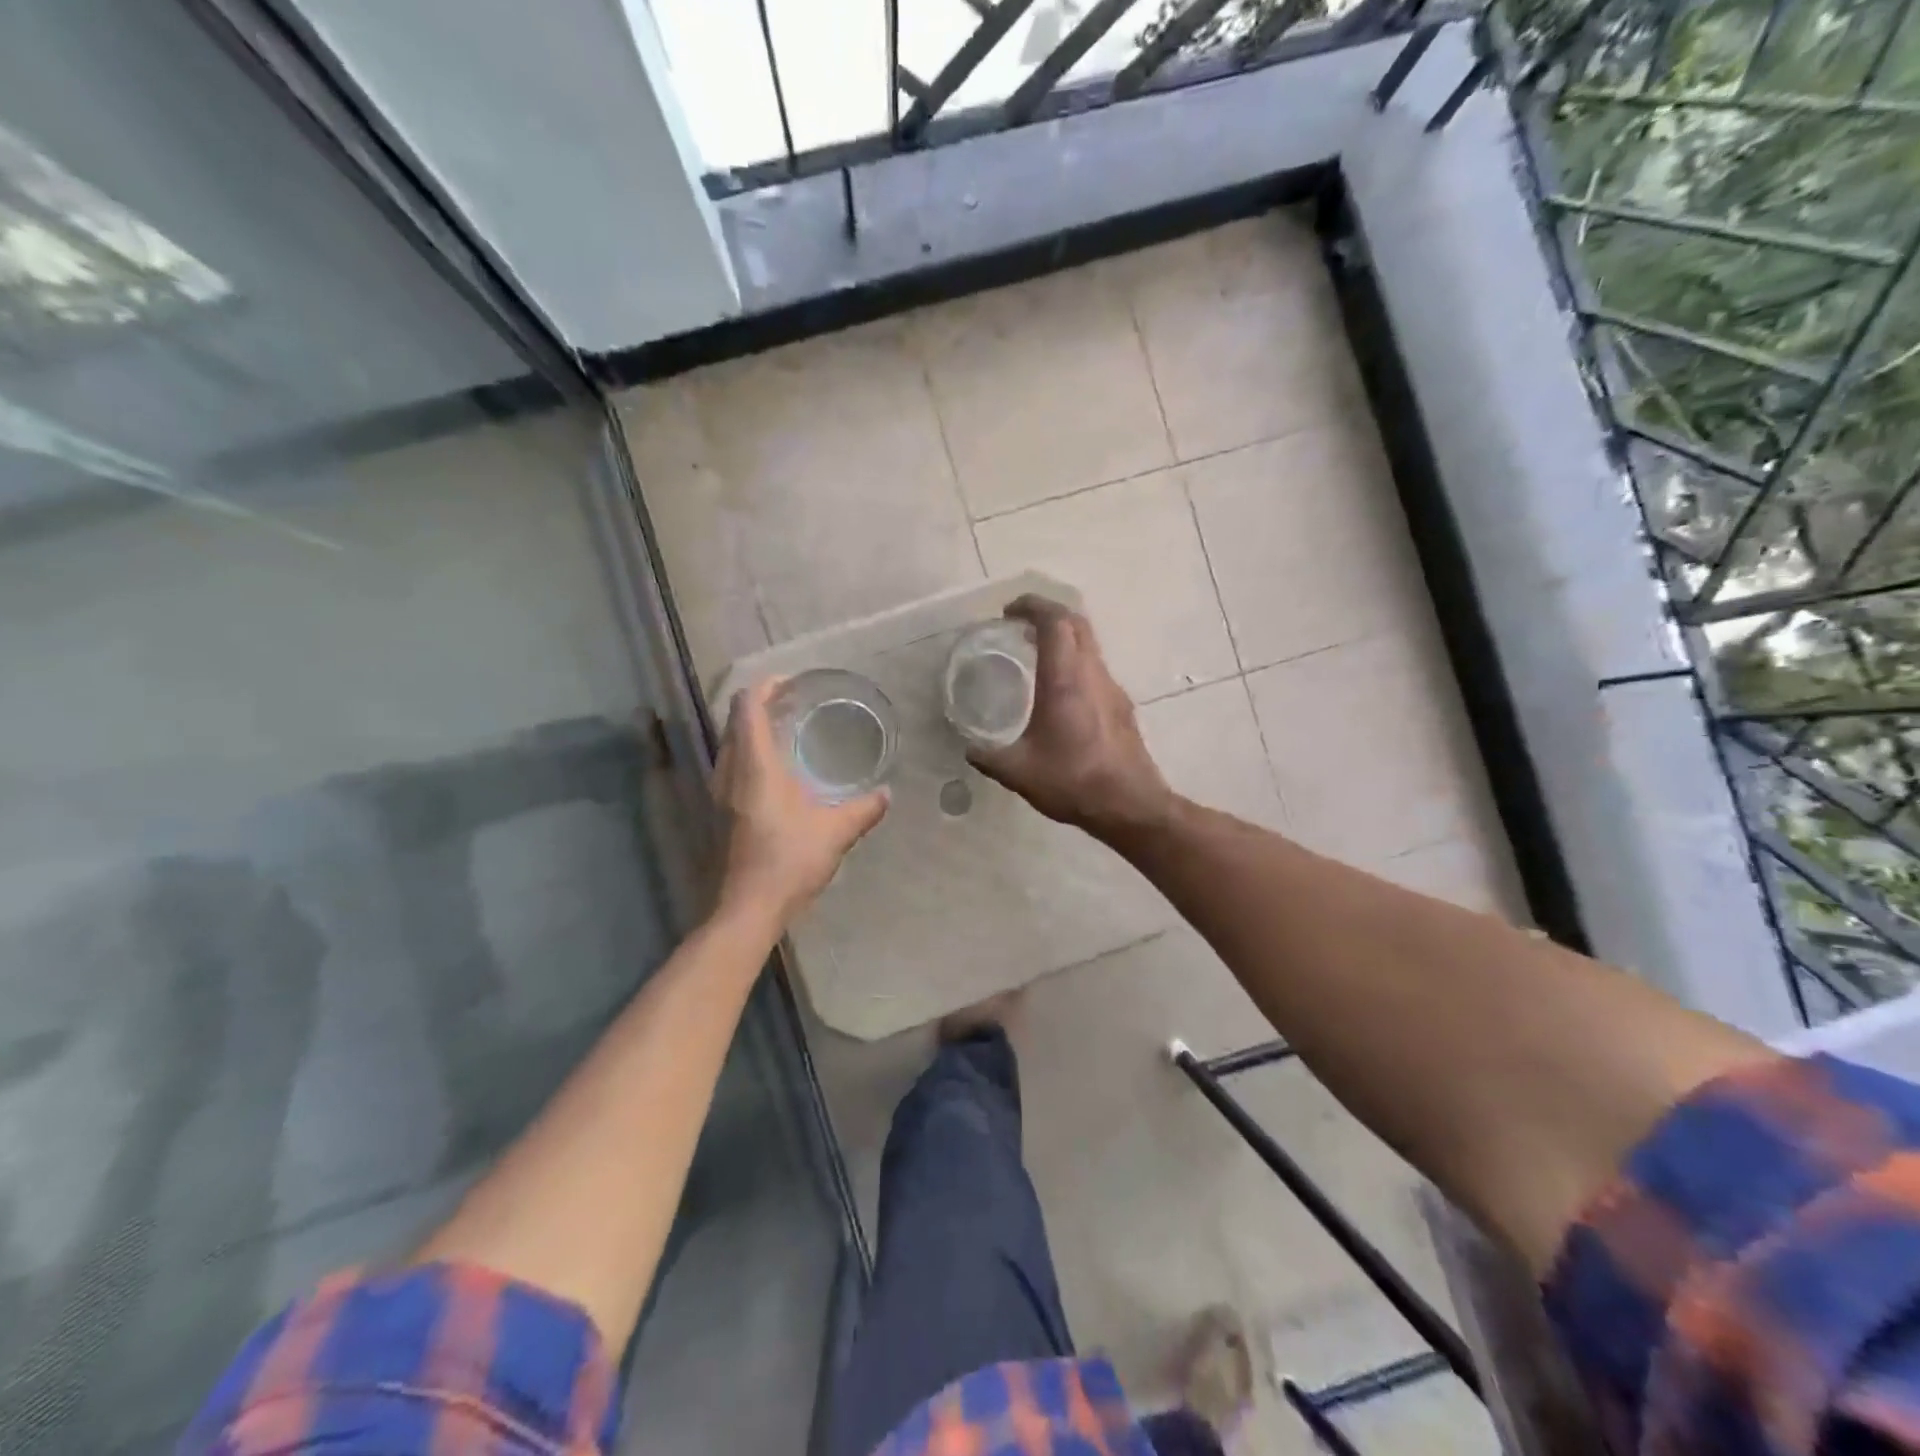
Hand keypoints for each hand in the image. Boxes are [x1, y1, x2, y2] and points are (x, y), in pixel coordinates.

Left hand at [714, 678, 888, 925]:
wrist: (747, 909)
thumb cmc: (789, 862)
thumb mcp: (835, 832)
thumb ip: (863, 809)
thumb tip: (886, 794)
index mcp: (754, 766)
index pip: (746, 706)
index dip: (765, 686)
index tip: (790, 683)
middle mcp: (729, 772)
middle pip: (734, 721)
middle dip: (760, 705)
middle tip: (794, 704)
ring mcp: (719, 793)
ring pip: (730, 744)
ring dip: (752, 730)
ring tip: (786, 732)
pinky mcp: (719, 812)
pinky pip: (731, 765)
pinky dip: (750, 753)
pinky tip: (778, 771)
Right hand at [969, 596, 1174, 841]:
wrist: (1130, 805)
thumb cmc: (1073, 782)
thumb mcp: (1019, 772)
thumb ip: (988, 757)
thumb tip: (969, 748)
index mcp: (1065, 680)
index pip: (1054, 621)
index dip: (1032, 606)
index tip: (1009, 611)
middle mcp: (1092, 674)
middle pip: (1076, 623)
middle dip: (1048, 613)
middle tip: (1019, 625)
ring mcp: (1112, 688)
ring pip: (1089, 644)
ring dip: (1064, 637)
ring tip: (1035, 653)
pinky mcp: (1122, 706)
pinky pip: (1096, 667)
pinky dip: (1075, 661)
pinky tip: (1058, 691)